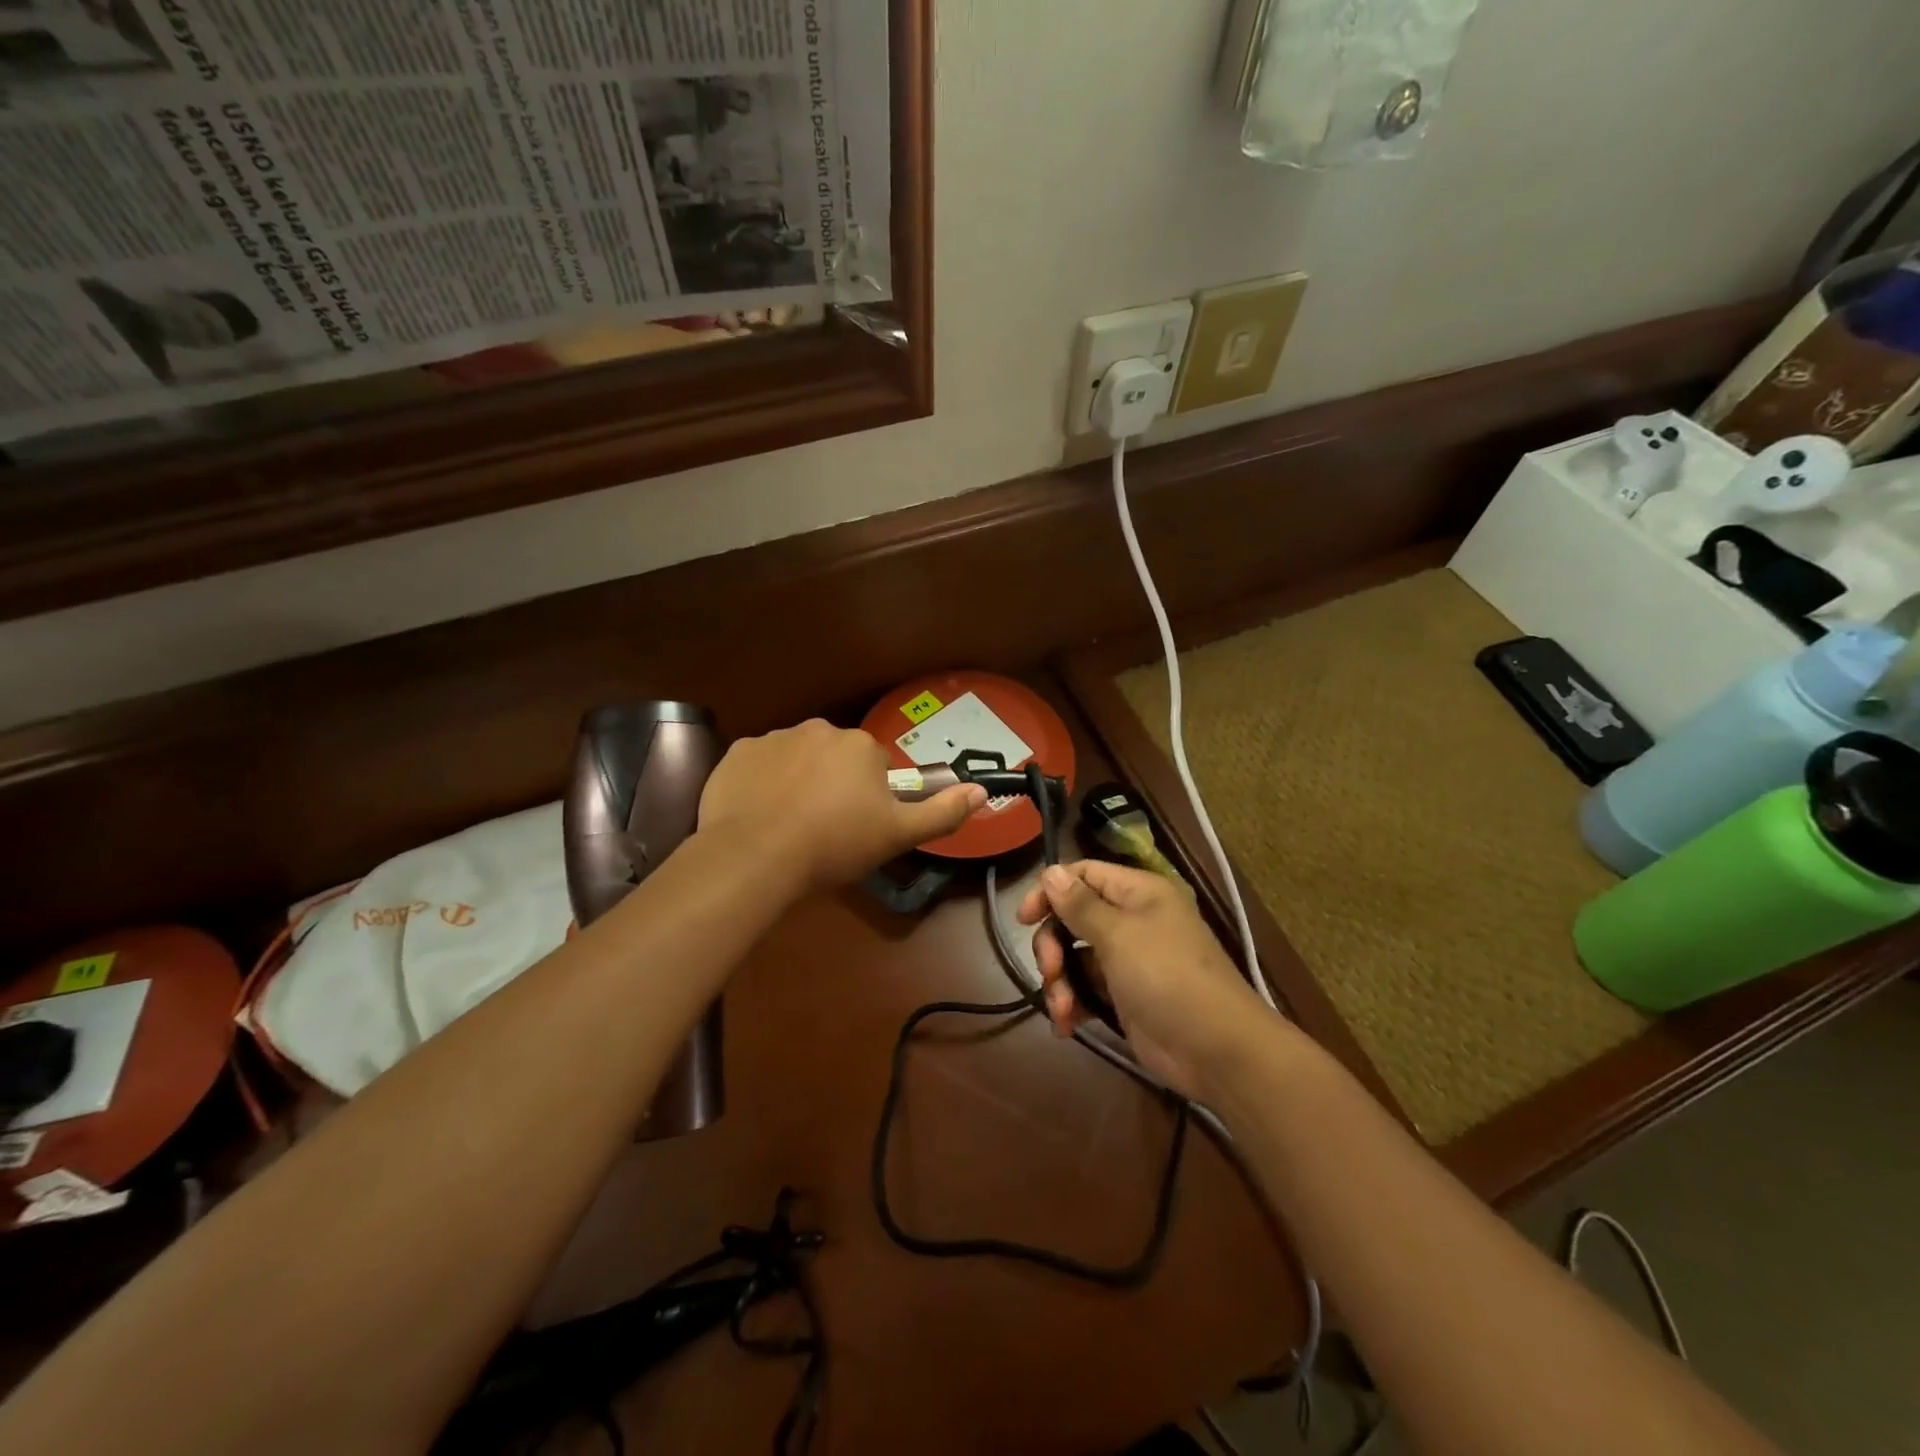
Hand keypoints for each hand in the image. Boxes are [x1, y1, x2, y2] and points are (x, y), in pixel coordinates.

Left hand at [699, 719, 985, 893]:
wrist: (756, 856)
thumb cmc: (835, 844)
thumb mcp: (897, 835)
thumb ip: (942, 812)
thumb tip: (981, 790)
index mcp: (860, 745)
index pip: (874, 765)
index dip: (869, 797)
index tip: (857, 827)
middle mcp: (818, 729)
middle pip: (834, 757)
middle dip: (834, 784)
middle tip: (825, 828)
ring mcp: (773, 738)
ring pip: (796, 759)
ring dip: (798, 782)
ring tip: (789, 825)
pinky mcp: (737, 753)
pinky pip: (759, 765)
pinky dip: (762, 784)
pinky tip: (759, 815)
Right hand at [1017, 861, 1277, 1102]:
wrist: (1216, 1050)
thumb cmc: (1167, 977)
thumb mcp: (1119, 936)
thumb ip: (1080, 905)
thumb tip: (1051, 871)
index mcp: (1138, 892)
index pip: (1083, 874)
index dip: (1050, 890)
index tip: (1024, 919)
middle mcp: (1132, 919)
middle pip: (1073, 918)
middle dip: (1053, 945)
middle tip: (1051, 970)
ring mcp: (1129, 960)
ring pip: (1075, 957)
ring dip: (1060, 982)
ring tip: (1063, 1009)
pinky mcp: (1125, 996)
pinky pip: (1086, 989)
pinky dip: (1073, 1004)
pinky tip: (1067, 1025)